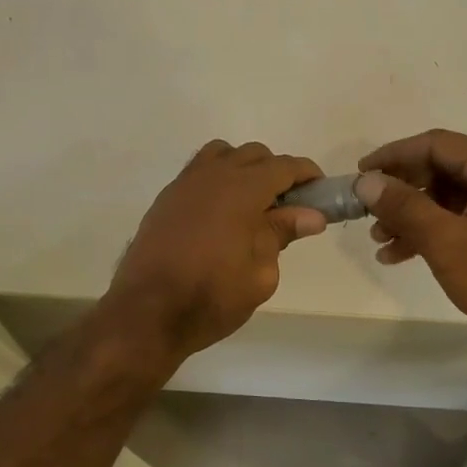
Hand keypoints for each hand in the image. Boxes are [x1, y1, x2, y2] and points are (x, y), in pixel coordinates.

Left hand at [102, 141, 327, 361]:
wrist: (147, 312)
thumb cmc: (212, 296)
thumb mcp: (260, 273)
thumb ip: (282, 234)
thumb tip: (310, 215)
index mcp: (242, 189)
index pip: (283, 166)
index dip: (306, 174)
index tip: (320, 190)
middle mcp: (212, 175)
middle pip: (253, 154)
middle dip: (275, 171)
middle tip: (288, 204)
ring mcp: (184, 184)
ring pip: (221, 155)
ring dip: (242, 168)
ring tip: (251, 203)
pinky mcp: (166, 199)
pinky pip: (198, 173)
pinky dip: (217, 180)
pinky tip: (220, 214)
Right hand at [356, 129, 466, 350]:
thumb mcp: (445, 240)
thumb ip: (402, 205)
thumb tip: (365, 181)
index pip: (436, 144)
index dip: (393, 156)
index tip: (360, 174)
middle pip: (444, 168)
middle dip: (402, 192)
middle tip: (368, 211)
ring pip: (453, 195)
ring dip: (415, 215)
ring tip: (380, 240)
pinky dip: (437, 228)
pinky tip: (403, 253)